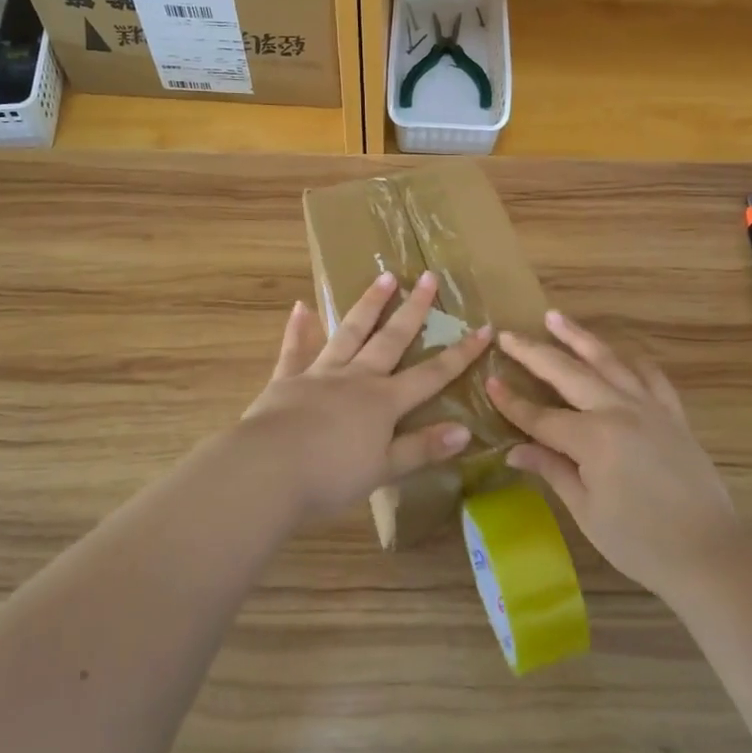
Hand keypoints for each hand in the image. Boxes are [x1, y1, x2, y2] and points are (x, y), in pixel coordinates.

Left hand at [236, 271, 491, 523]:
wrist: (269, 469)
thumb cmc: (331, 476)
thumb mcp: (384, 469)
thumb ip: (422, 448)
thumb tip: (466, 431)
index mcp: (384, 401)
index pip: (432, 374)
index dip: (460, 353)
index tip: (483, 328)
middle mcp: (357, 378)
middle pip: (391, 339)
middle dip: (414, 309)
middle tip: (428, 276)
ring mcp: (320, 373)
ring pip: (350, 332)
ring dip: (368, 305)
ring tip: (384, 276)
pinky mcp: (287, 379)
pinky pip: (295, 349)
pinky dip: (298, 329)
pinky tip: (300, 307)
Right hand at [487, 311, 741, 600]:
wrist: (710, 553)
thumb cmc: (640, 543)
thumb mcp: (586, 511)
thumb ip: (552, 470)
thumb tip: (514, 450)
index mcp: (592, 439)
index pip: (540, 416)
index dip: (512, 402)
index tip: (489, 382)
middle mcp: (618, 410)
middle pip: (567, 373)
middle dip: (533, 353)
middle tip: (508, 335)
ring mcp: (649, 406)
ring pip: (607, 360)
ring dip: (577, 337)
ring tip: (554, 317)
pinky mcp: (673, 413)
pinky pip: (649, 375)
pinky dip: (630, 359)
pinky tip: (618, 352)